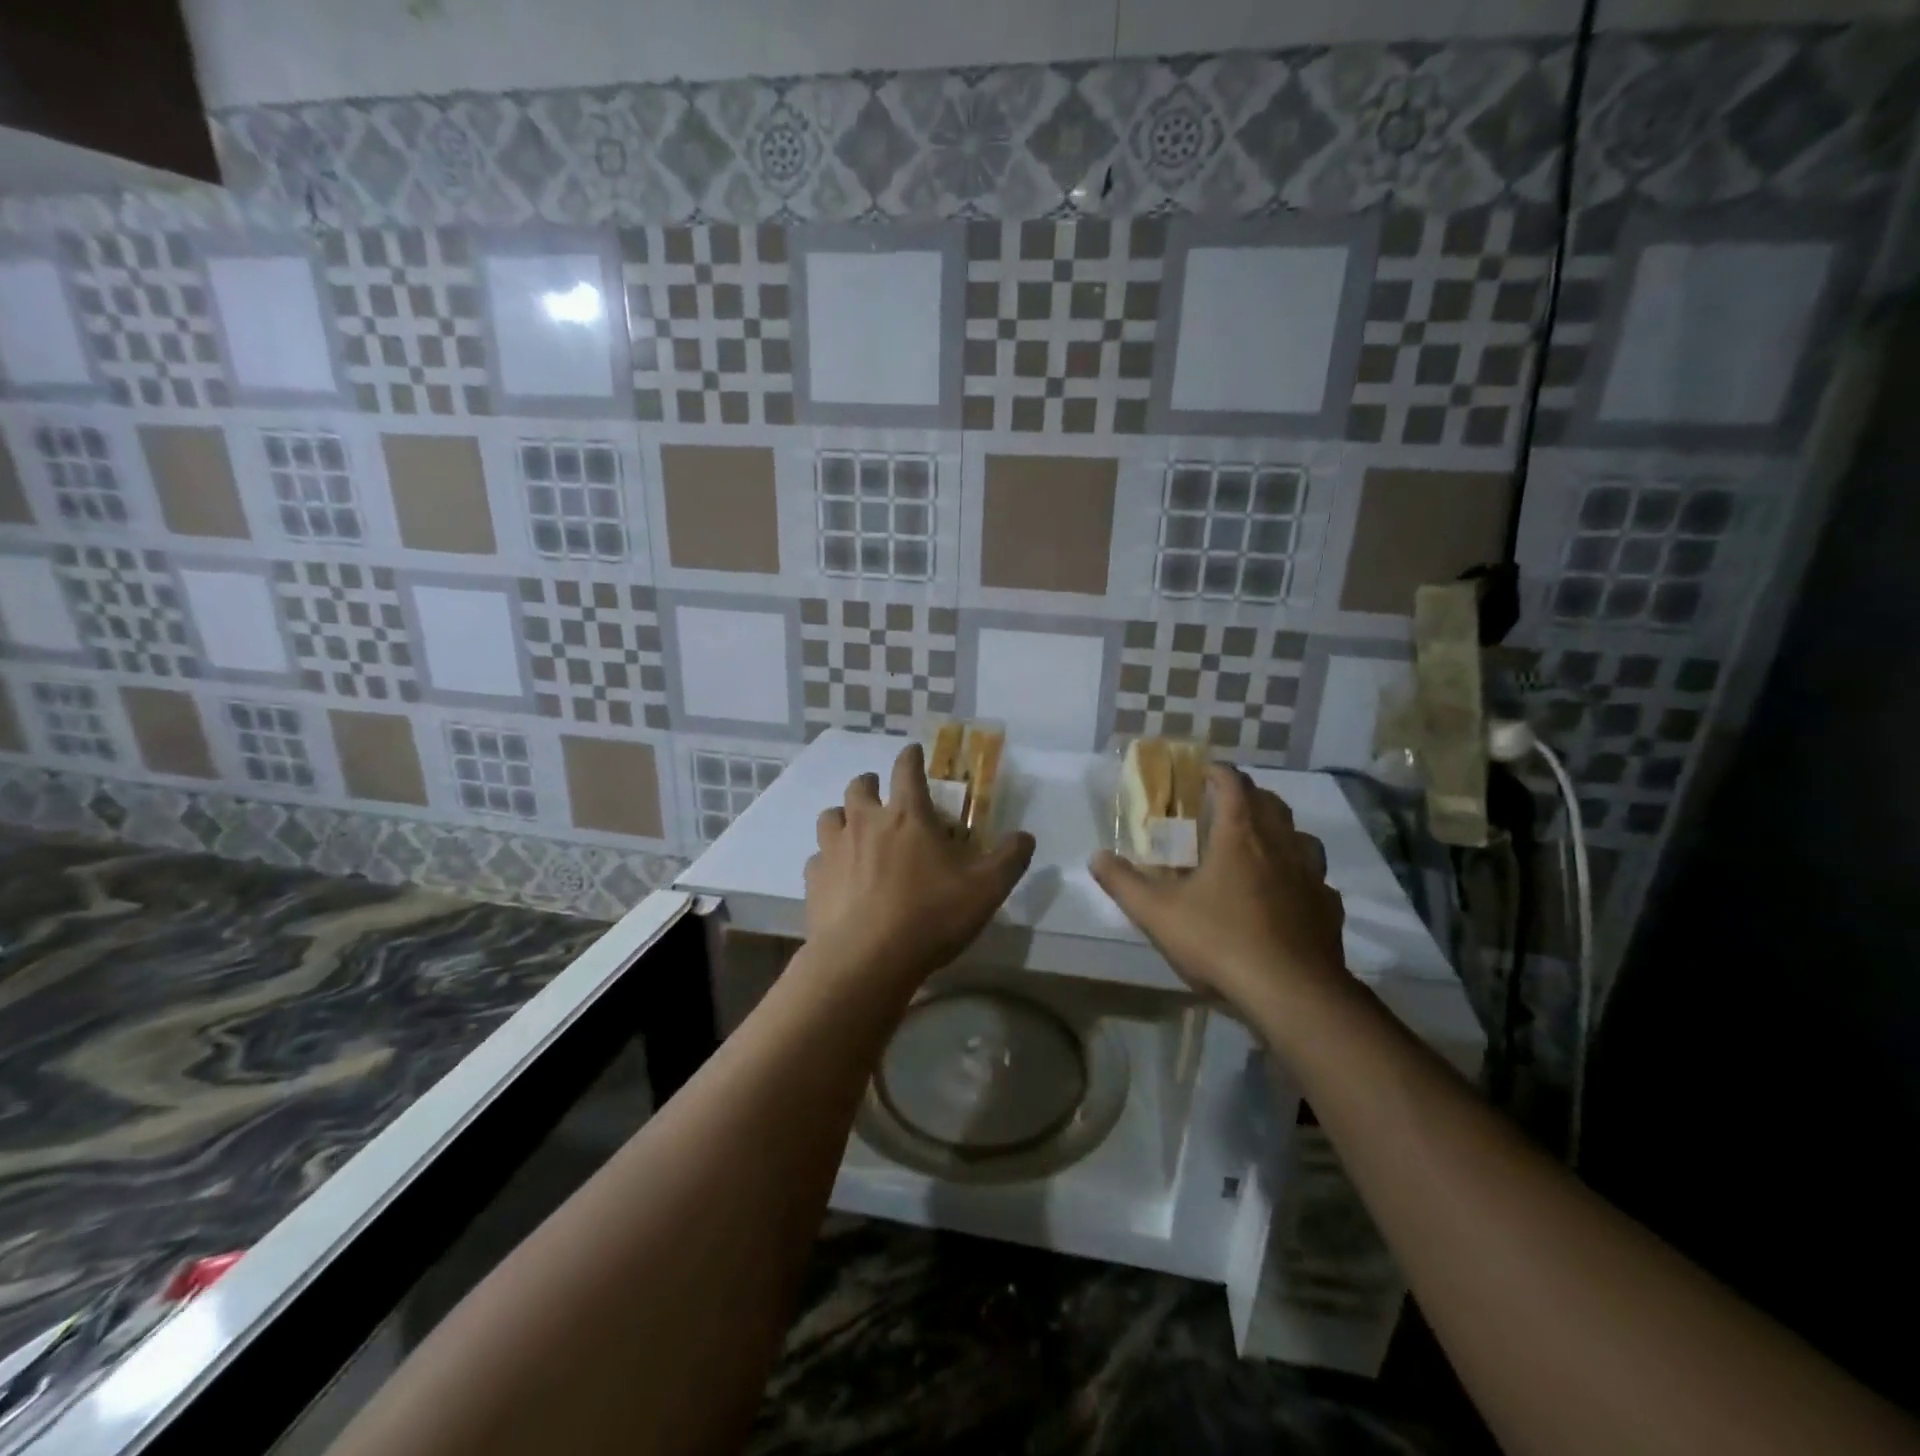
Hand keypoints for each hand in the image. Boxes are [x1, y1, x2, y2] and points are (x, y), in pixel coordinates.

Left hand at [805, 743, 1035, 989]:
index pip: (907, 770)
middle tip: (879, 792)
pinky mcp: (814, 880)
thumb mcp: (986, 890)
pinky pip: (816, 858)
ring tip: (853, 829)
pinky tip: (837, 875)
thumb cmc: (930, 916)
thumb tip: (1026, 837)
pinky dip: (827, 860)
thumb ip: (1010, 859)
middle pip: (860, 787)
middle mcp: (866, 822)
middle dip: (870, 783)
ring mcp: (834, 850)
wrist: (866, 960)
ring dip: (843, 816)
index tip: (913, 751)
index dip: (911, 757)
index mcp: (908, 816)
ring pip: (830, 816)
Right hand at [1090, 765, 1348, 1020]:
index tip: (1201, 773)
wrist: (1292, 994)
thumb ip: (1123, 883)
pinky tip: (1287, 897)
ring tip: (1260, 846)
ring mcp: (1311, 876)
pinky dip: (1300, 877)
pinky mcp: (1329, 909)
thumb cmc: (1220, 942)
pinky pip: (1317, 880)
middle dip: (1248, 796)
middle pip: (1271, 802)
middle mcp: (1280, 845)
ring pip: (1301, 837)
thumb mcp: (1157, 914)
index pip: (1233, 784)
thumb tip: (1096, 856)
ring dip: (1281, 832)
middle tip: (1224, 807)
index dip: (1217, 772)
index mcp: (1239, 835)